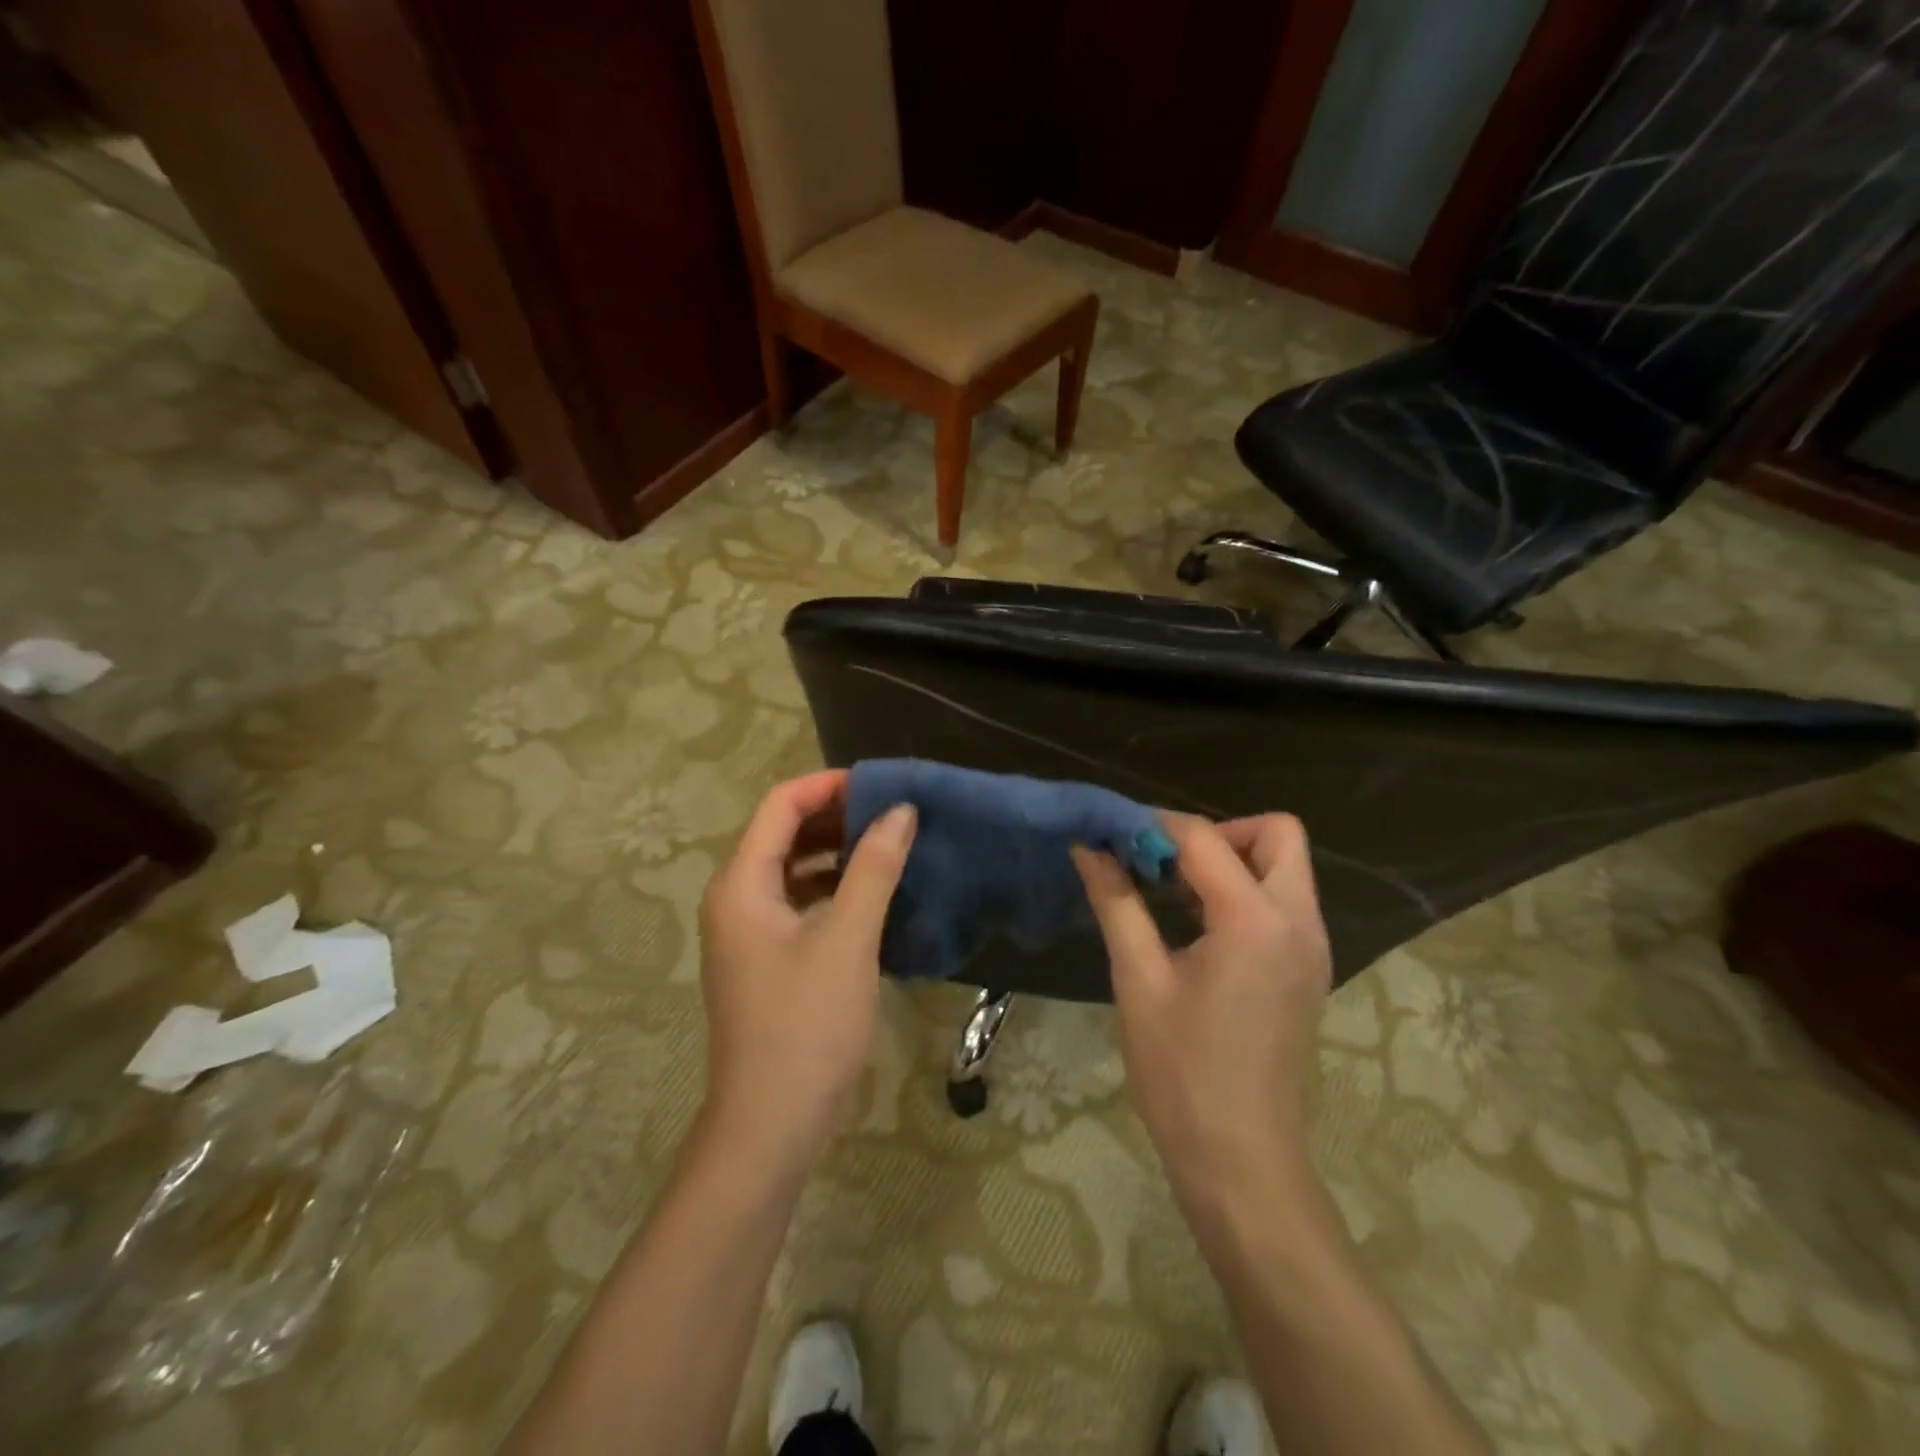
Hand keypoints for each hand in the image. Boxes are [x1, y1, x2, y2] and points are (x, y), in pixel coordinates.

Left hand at [698, 771, 916, 1160]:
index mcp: (741, 884)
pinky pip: (798, 903)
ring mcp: (748, 932)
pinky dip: (833, 889)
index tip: (881, 784)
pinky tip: (873, 895)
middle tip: (893, 813)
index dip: (828, 785)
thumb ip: (873, 868)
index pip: (780, 805)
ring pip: (793, 870)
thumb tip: (901, 811)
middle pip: (783, 834)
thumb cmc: (806, 1025)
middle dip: (836, 817)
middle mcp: (735, 899)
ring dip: (837, 853)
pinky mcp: (766, 959)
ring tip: (890, 846)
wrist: (771, 1124)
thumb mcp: (847, 939)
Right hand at [1072, 814, 1331, 1210]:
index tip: (1113, 840)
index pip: (1205, 838)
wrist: (1240, 1160)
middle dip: (1216, 834)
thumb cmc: (1181, 1071)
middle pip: (1275, 834)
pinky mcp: (1307, 969)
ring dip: (1229, 862)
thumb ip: (1116, 902)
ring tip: (1171, 894)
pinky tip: (1195, 928)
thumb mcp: (1138, 979)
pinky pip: (1282, 902)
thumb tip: (1087, 847)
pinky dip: (1242, 893)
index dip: (1154, 828)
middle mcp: (1298, 921)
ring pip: (1283, 866)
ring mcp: (1311, 947)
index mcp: (1255, 920)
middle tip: (1164, 865)